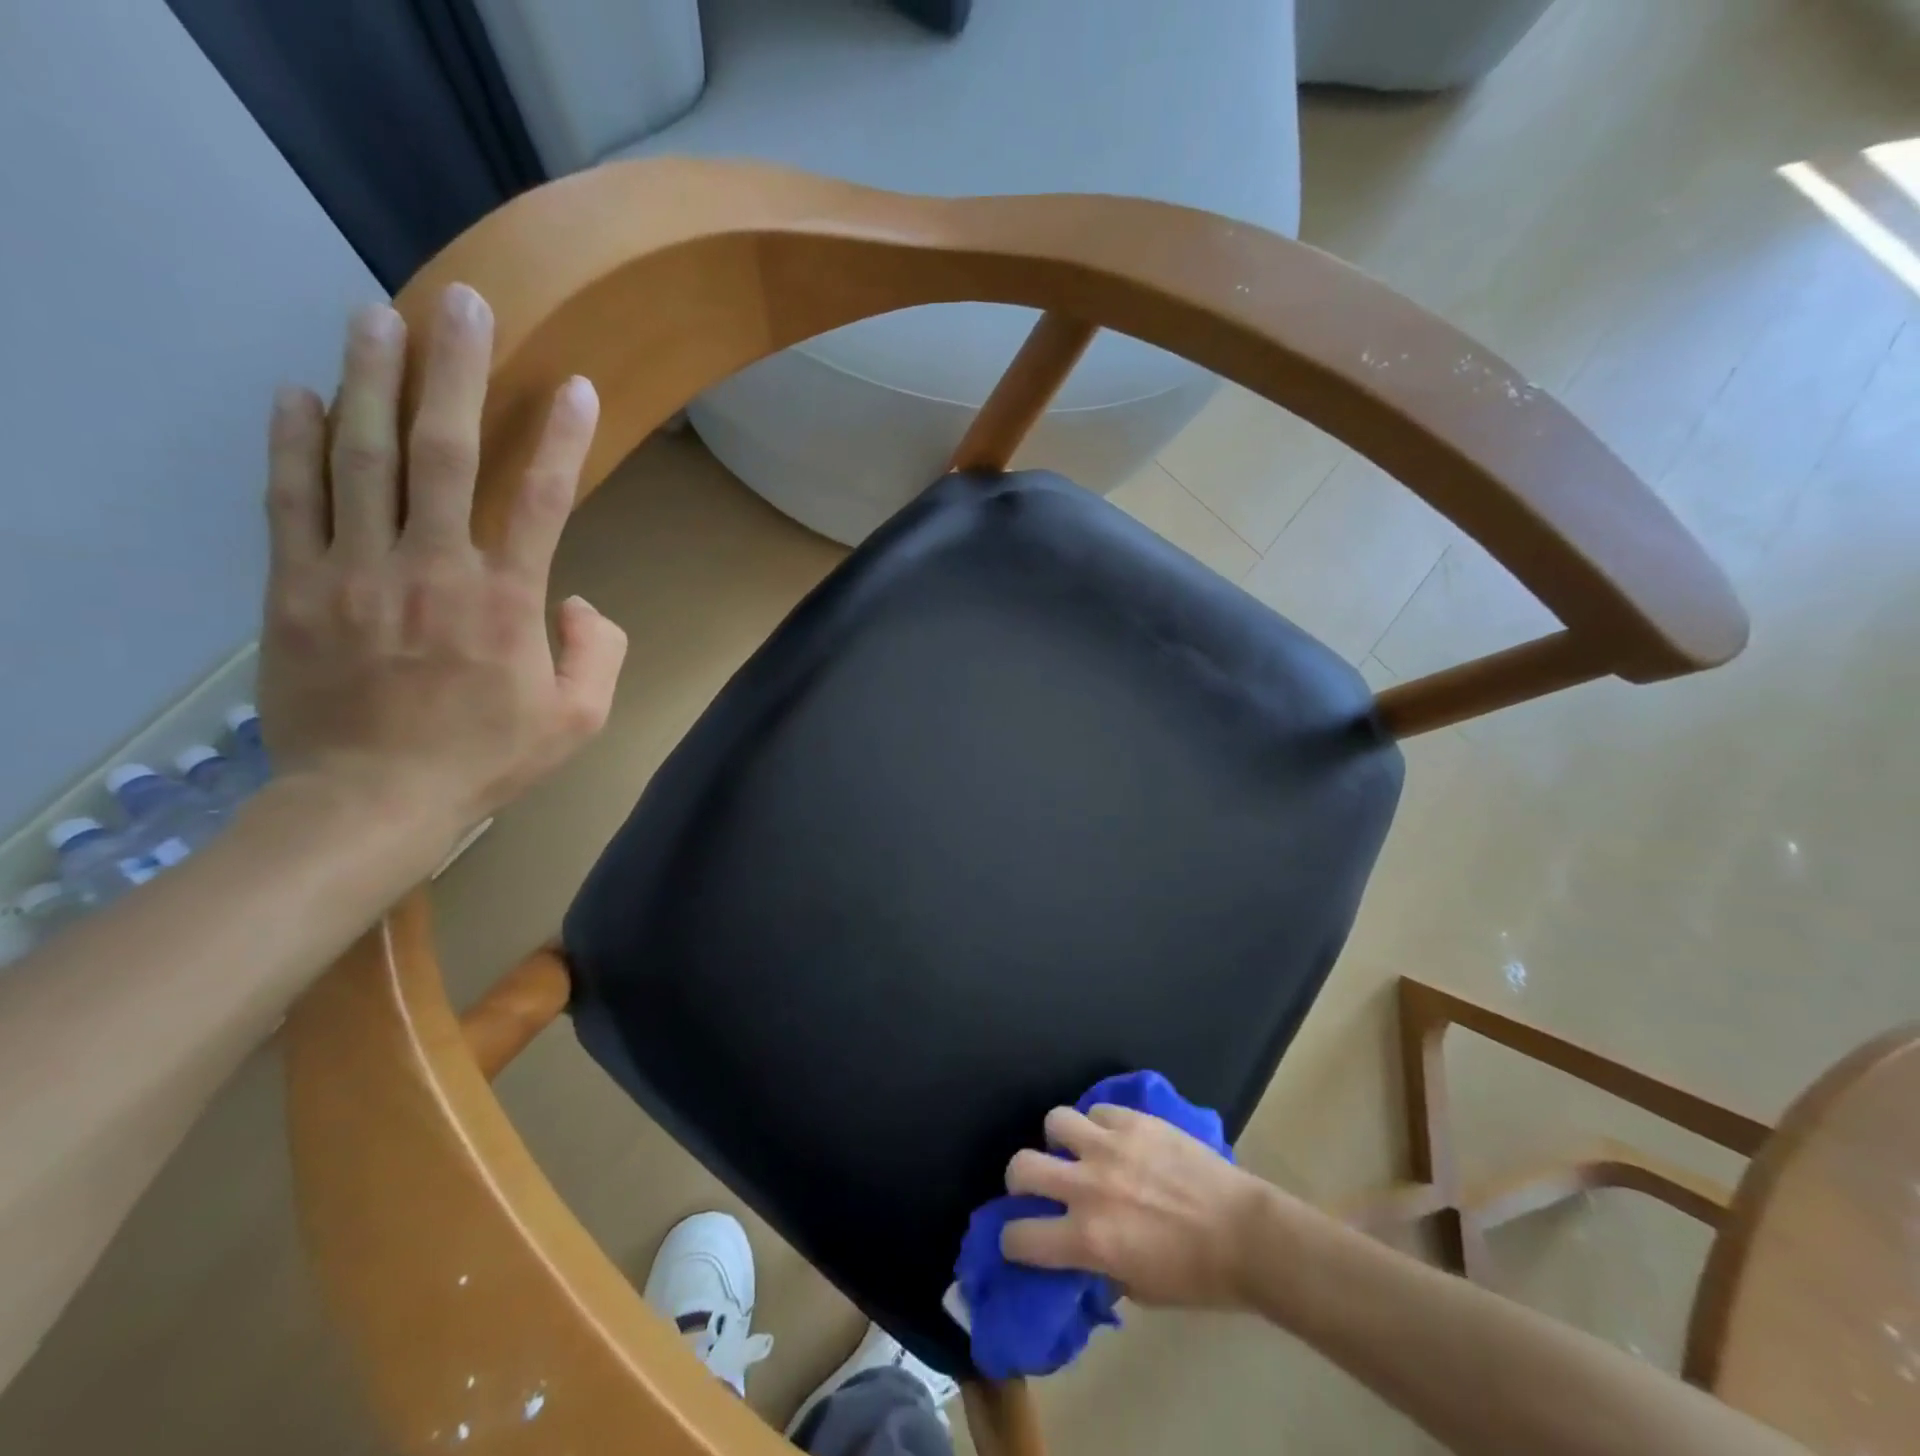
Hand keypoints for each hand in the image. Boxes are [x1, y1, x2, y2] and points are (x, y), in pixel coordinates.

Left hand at [257, 284, 627, 842]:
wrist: (369, 802)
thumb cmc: (485, 760)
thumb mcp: (578, 722)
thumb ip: (597, 653)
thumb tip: (576, 600)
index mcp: (504, 603)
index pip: (540, 500)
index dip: (560, 438)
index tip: (573, 385)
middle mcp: (430, 569)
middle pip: (441, 452)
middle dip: (454, 371)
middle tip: (461, 302)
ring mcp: (354, 571)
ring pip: (358, 457)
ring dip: (369, 379)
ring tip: (376, 314)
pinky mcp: (296, 586)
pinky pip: (289, 500)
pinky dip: (291, 442)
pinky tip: (297, 391)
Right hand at [1000, 1105, 1272, 1308]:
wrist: (1246, 1234)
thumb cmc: (1197, 1277)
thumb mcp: (1139, 1289)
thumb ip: (1099, 1264)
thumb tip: (1081, 1250)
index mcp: (1088, 1239)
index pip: (1020, 1236)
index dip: (1013, 1241)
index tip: (1020, 1239)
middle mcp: (1088, 1186)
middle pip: (1022, 1167)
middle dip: (1021, 1179)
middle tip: (1038, 1185)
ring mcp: (1110, 1145)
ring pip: (1054, 1121)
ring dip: (1059, 1139)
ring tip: (1076, 1149)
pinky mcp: (1134, 1120)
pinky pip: (1097, 1109)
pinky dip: (1098, 1124)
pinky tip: (1114, 1138)